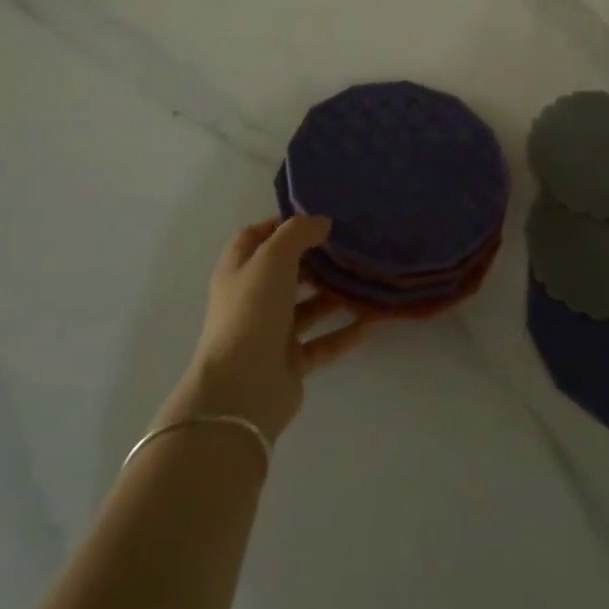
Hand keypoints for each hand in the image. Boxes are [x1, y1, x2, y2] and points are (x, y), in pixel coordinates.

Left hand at [165, 215, 367, 441]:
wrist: (242, 389)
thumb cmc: (252, 311)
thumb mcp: (273, 258)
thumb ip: (298, 232)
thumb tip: (321, 222)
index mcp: (237, 271)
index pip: (255, 237)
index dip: (280, 225)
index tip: (315, 218)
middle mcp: (251, 300)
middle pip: (284, 272)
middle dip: (313, 259)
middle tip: (346, 247)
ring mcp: (270, 333)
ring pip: (306, 307)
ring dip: (332, 295)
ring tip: (363, 279)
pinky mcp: (290, 363)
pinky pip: (322, 343)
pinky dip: (344, 333)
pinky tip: (370, 321)